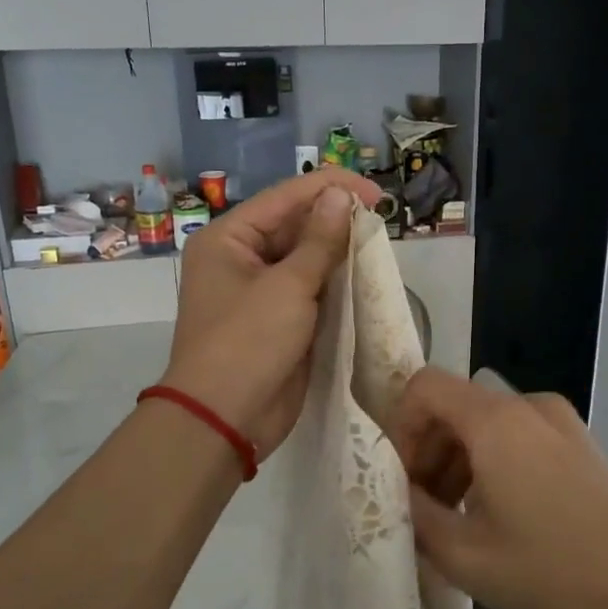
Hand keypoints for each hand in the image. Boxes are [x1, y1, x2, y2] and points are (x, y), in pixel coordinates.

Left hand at [160, 168, 379, 457]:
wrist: (226, 419)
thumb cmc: (248, 343)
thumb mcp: (287, 287)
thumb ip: (319, 241)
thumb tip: (340, 197)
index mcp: (229, 239)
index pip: (284, 198)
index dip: (331, 188)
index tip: (376, 193)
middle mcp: (241, 259)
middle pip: (294, 226)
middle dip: (336, 222)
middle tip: (381, 221)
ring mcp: (260, 293)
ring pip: (306, 260)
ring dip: (339, 254)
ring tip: (378, 245)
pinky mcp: (280, 322)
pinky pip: (311, 292)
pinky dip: (336, 285)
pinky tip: (366, 277)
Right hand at [383, 367, 607, 608]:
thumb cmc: (545, 572)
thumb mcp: (460, 554)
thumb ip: (413, 511)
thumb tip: (397, 487)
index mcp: (495, 420)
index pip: (425, 386)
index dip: (401, 425)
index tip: (402, 476)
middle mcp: (528, 405)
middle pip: (455, 405)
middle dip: (428, 449)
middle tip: (422, 505)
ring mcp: (560, 421)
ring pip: (486, 422)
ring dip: (459, 458)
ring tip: (456, 516)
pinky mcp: (579, 442)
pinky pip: (518, 435)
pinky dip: (493, 460)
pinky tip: (497, 512)